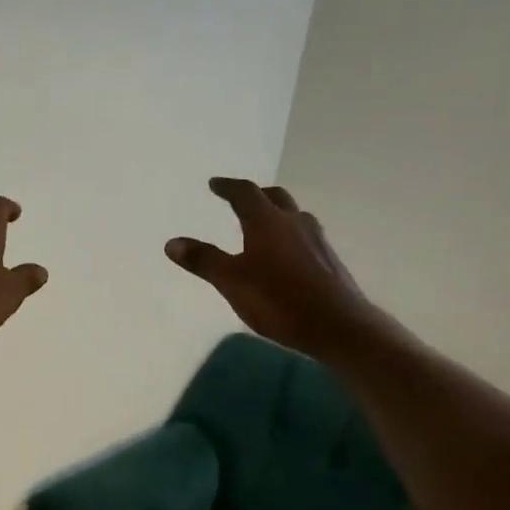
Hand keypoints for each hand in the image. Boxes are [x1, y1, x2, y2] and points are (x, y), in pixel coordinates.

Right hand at [166, 178, 382, 358]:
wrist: (337, 325)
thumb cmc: (278, 300)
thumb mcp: (231, 282)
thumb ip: (203, 260)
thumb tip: (172, 242)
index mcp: (267, 222)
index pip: (245, 193)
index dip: (228, 187)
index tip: (214, 183)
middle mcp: (295, 223)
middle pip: (275, 197)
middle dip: (256, 194)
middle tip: (240, 197)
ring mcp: (316, 241)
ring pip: (294, 216)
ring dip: (276, 213)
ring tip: (263, 223)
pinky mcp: (329, 261)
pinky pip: (305, 236)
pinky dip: (289, 234)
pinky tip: (286, 254)